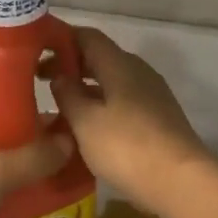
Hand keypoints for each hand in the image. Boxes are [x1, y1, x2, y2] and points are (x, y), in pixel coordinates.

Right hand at [48, 27, 217, 217]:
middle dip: (70, 67)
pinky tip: (86, 128)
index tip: (36, 50)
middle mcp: (139, 73)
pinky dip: (102, 108)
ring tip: (58, 107)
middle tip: (39, 80)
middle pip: (101, 59)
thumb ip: (68, 95)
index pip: (88, 37)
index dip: (61, 39)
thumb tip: (60, 76)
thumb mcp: (86, 121)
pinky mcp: (159, 120)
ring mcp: (153, 97)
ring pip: (112, 83)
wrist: (180, 181)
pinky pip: (123, 104)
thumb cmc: (126, 146)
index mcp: (120, 65)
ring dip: (86, 90)